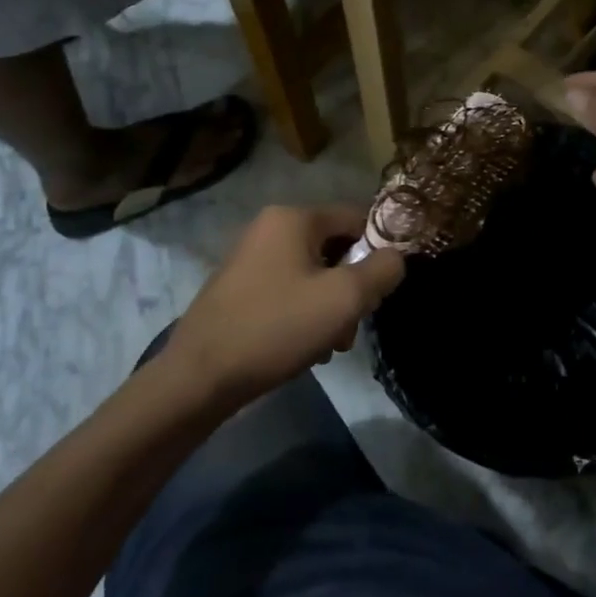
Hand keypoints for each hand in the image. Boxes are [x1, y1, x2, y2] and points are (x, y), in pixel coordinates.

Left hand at [160, 205, 405, 409]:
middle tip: (353, 326)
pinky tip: (305, 347)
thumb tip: (396, 257)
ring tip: (330, 346)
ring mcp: (250, 257)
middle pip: (335, 248)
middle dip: (352, 287)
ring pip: (313, 273)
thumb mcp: (344, 299)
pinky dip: (304, 313)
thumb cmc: (276, 328)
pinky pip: (288, 289)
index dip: (378, 251)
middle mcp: (270, 227)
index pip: (357, 218)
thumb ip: (382, 270)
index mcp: (293, 218)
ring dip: (330, 306)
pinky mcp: (238, 287)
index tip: (380, 291)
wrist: (198, 379)